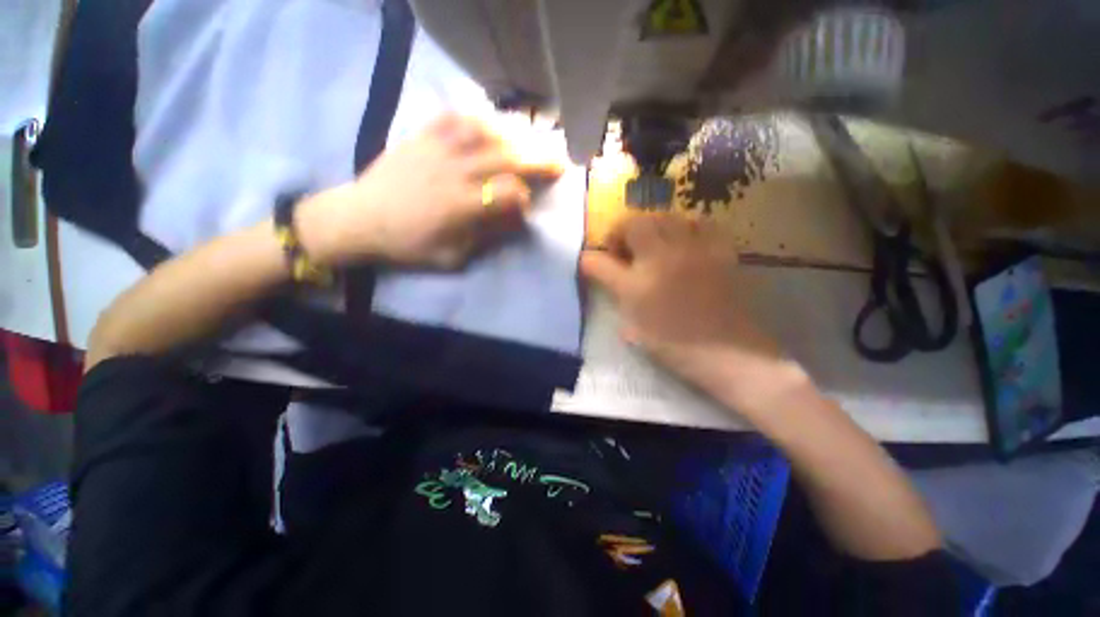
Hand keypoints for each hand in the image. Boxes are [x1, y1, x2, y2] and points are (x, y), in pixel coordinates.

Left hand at [301, 114, 565, 267]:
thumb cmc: (409, 245)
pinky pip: (456, 117)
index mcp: (462, 205)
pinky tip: (492, 123)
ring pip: (487, 132)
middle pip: (506, 158)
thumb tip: (515, 217)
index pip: (508, 193)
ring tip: (531, 140)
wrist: (360, 219)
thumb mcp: (452, 257)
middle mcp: (455, 172)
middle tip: (559, 160)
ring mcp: (438, 149)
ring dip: (515, 135)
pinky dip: (479, 118)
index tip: (527, 206)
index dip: (525, 198)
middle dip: (538, 159)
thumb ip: (487, 237)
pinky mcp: (422, 136)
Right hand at [580, 213, 808, 415]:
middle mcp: (661, 260)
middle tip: (624, 250)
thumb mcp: (633, 327)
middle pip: (634, 223)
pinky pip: (700, 223)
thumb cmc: (673, 345)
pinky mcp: (718, 251)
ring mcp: (692, 251)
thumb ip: (615, 296)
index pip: (600, 261)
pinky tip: (684, 242)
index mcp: (636, 285)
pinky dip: (686, 227)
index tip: (590, 262)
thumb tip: (602, 275)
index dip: (590, 259)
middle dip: (621, 232)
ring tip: (653, 243)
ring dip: (652, 226)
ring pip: (665, 217)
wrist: (727, 352)